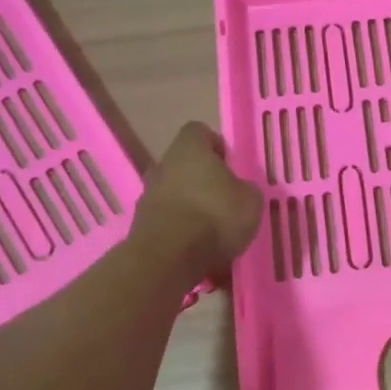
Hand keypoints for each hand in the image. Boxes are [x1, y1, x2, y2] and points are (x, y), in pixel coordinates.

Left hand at [134, 122, 262, 277]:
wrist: (169, 257)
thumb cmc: (215, 216)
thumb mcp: (250, 201)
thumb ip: (245, 189)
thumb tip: (238, 190)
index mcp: (189, 148)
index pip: (199, 131)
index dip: (216, 146)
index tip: (230, 166)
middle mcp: (163, 165)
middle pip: (183, 164)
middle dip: (201, 179)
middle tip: (223, 200)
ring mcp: (147, 195)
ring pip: (173, 193)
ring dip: (189, 206)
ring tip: (210, 231)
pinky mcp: (140, 225)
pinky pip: (166, 220)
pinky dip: (179, 230)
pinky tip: (196, 249)